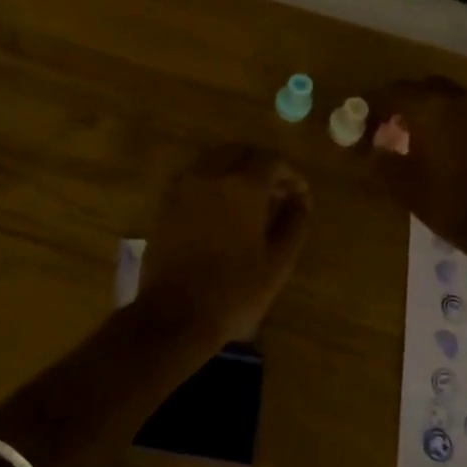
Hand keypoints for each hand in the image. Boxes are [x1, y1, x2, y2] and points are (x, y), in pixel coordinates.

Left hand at [136, 145, 310, 344]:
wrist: (174, 315)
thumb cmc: (234, 292)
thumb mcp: (277, 263)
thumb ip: (294, 224)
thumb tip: (301, 200)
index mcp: (242, 186)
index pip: (271, 160)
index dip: (290, 173)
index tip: (299, 195)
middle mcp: (210, 175)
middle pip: (239, 151)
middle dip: (261, 165)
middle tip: (276, 192)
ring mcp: (183, 186)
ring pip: (214, 159)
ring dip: (235, 169)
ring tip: (249, 199)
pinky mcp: (165, 202)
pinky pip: (194, 176)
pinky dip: (212, 180)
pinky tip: (221, 208)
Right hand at [363, 76, 466, 248]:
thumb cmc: (448, 202)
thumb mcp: (402, 185)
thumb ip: (380, 159)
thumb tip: (373, 147)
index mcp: (430, 107)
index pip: (392, 93)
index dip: (374, 106)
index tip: (364, 122)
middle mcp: (459, 99)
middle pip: (423, 88)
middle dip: (405, 102)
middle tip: (393, 126)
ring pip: (450, 98)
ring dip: (433, 110)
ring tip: (423, 137)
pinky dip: (456, 121)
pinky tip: (452, 147)